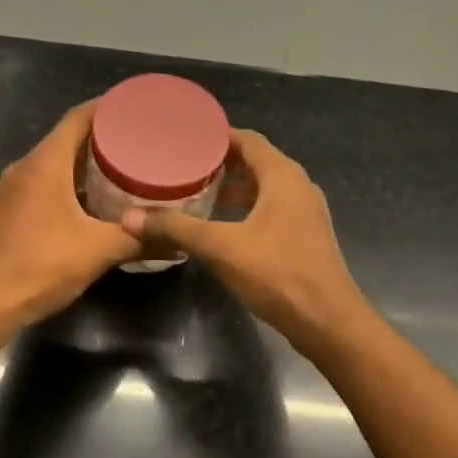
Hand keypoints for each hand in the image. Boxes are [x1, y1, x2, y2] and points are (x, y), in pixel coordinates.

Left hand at [0, 101, 139, 325]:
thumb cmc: (40, 265)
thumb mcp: (98, 250)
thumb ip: (139, 240)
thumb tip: (178, 239)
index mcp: (45, 164)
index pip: (78, 118)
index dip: (108, 107)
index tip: (137, 106)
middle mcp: (27, 168)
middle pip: (68, 138)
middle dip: (105, 136)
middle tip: (143, 139)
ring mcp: (16, 190)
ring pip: (57, 163)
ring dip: (89, 162)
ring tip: (127, 166)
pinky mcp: (13, 211)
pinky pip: (48, 183)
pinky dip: (74, 183)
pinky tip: (99, 200)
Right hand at [123, 130, 368, 354]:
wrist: (328, 321)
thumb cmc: (278, 274)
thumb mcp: (221, 248)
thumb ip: (176, 228)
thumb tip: (129, 217)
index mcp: (283, 176)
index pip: (247, 140)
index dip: (216, 136)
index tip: (183, 137)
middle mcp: (298, 186)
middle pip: (255, 161)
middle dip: (220, 162)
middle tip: (181, 164)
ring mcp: (305, 212)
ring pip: (264, 188)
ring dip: (233, 187)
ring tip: (196, 192)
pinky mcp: (304, 236)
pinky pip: (271, 209)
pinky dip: (246, 208)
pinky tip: (221, 225)